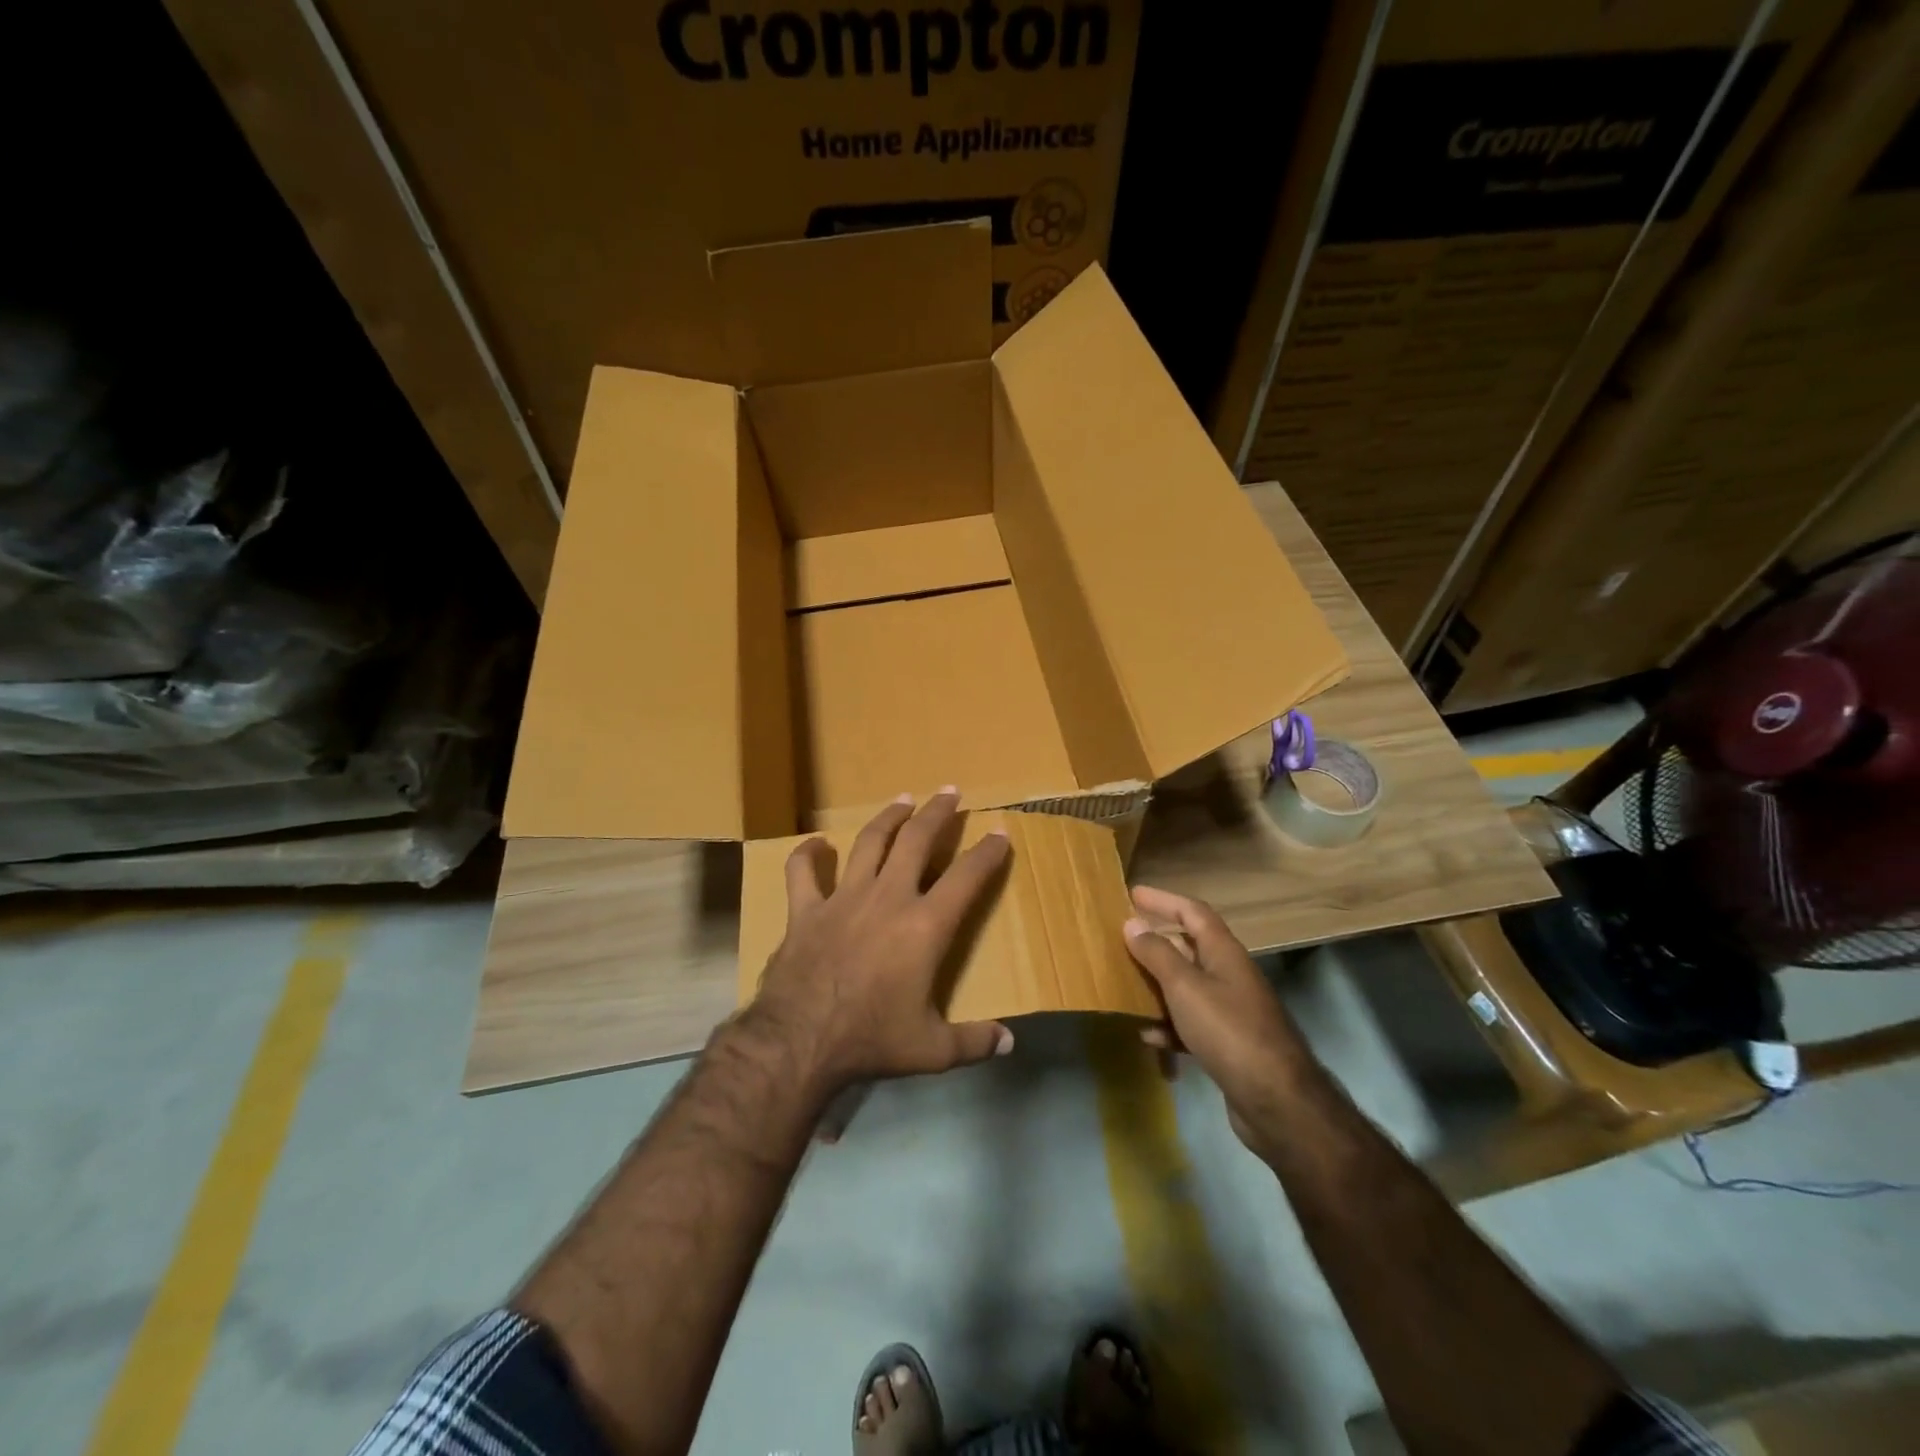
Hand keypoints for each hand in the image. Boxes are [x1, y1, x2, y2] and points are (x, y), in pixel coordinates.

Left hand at [744, 790, 1013, 1092]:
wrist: (799, 1042)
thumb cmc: (871, 1040)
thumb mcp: (931, 1049)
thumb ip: (973, 1041)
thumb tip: (1009, 1044)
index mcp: (925, 926)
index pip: (967, 877)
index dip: (988, 852)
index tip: (1000, 832)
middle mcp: (888, 898)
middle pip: (917, 840)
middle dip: (937, 812)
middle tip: (950, 791)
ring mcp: (844, 898)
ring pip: (870, 843)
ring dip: (889, 817)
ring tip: (903, 799)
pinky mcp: (806, 910)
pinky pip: (803, 872)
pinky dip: (808, 855)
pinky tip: (816, 844)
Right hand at [1122, 885, 1310, 1155]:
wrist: (1275, 1100)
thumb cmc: (1228, 1031)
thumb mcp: (1185, 987)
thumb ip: (1157, 954)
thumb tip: (1133, 922)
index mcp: (1224, 952)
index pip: (1193, 912)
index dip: (1164, 900)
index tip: (1133, 894)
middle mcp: (1229, 974)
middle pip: (1189, 947)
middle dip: (1156, 942)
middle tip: (1122, 940)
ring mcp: (1231, 1010)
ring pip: (1187, 986)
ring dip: (1158, 985)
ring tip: (1126, 986)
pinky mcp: (1228, 1043)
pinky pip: (1191, 1023)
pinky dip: (1169, 1025)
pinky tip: (1149, 1036)